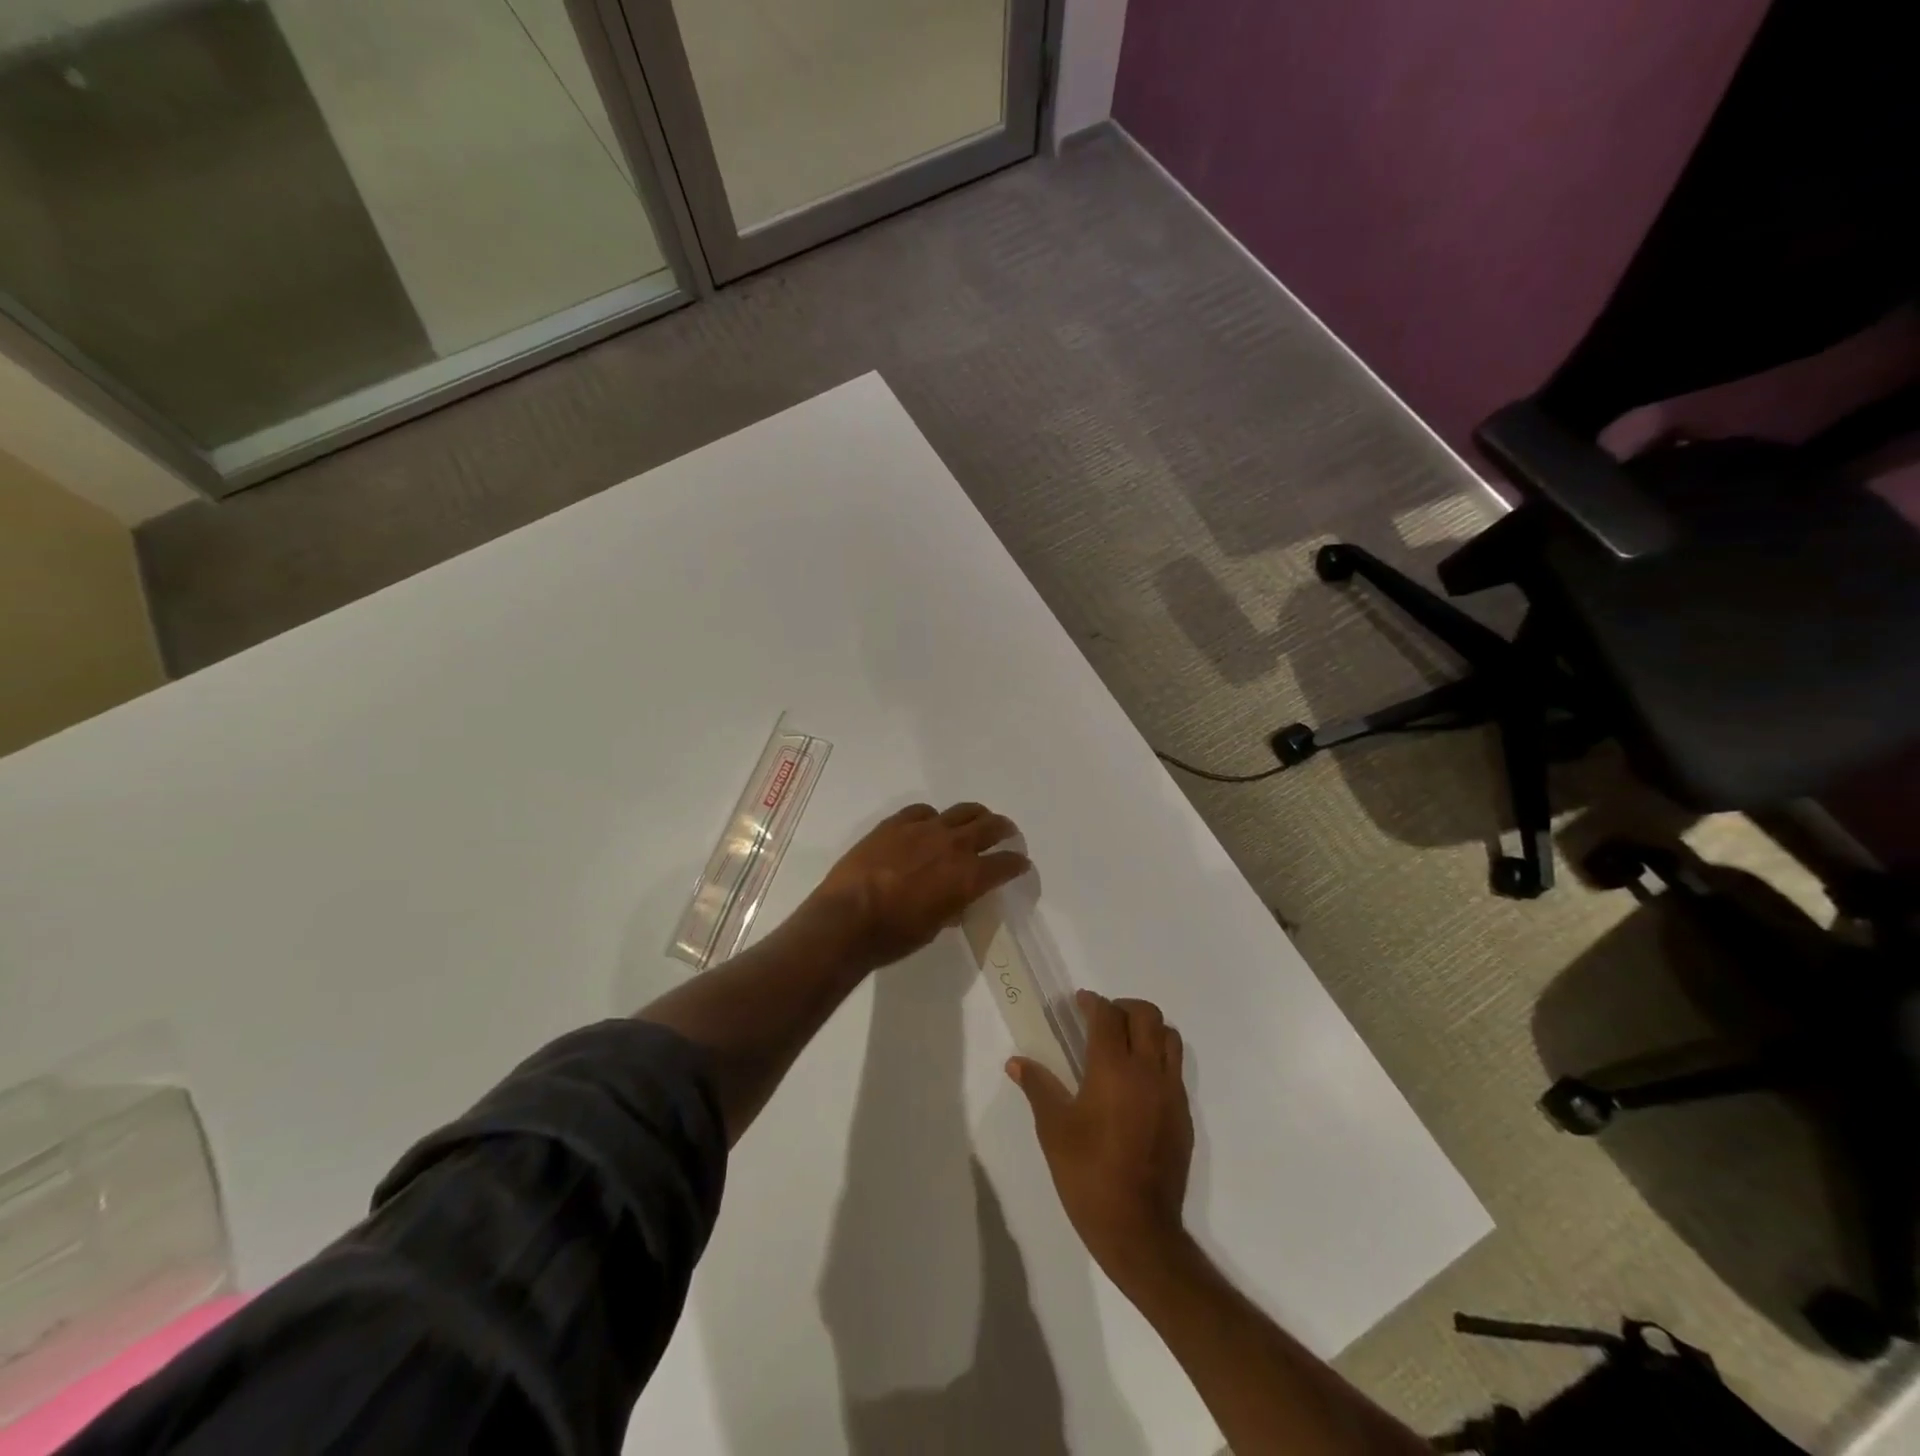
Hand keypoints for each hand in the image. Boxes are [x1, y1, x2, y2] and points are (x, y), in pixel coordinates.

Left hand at [803, 802, 1029, 969]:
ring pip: (963, 811)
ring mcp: (925, 829)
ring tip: (976, 821)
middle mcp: (954, 846)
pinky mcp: (897, 823)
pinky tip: (929, 825)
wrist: (848, 919)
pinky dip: (933, 818)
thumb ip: (952, 906)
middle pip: (991, 826)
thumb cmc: (894, 935)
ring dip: (975, 816)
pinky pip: (924, 811)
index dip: (1017, 864)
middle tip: (1006, 833)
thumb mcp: (935, 927)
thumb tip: (957, 900)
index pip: (1006, 864)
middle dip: (1004, 830)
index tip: (1020, 864)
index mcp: (969, 877)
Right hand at [1009, 991, 1193, 1284]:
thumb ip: (1037, 1087)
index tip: (1079, 1003)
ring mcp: (1171, 1093)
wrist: (1138, 1229)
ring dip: (1147, 1029)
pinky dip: (1159, 1058)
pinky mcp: (1184, 1115)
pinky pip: (1176, 1069)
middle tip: (1102, 1019)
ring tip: (1125, 1043)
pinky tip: (1137, 1082)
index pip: (1107, 1016)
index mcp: (1113, 1069)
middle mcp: (1148, 1071)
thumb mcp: (1053, 1129)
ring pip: (1169, 1037)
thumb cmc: (1088, 1175)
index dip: (1092, 1003)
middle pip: (1146, 1015)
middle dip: (1123, 1008)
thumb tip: (1016, 1062)